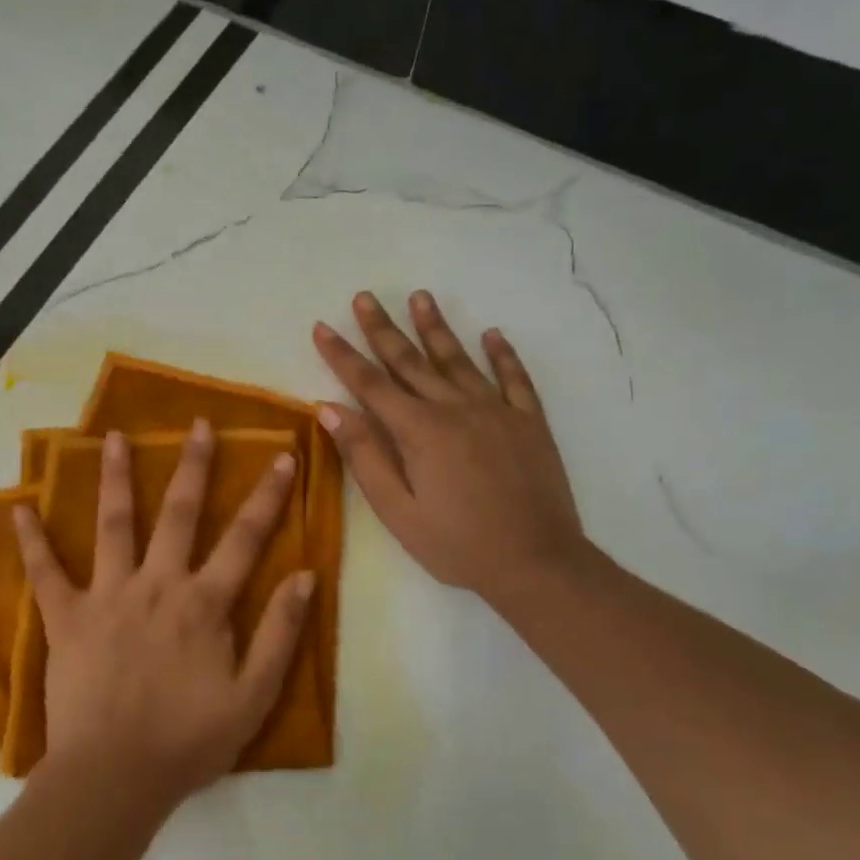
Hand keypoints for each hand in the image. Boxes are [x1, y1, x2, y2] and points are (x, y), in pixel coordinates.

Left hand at [12, 422, 315, 804]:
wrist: (115, 778)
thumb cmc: (188, 740)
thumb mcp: (254, 696)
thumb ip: (280, 633)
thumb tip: (306, 575)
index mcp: (203, 603)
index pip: (245, 538)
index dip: (268, 495)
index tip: (283, 455)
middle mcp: (157, 584)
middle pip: (179, 513)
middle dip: (193, 465)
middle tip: (198, 424)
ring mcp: (108, 595)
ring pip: (114, 524)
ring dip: (116, 478)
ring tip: (114, 437)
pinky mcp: (66, 617)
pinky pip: (45, 573)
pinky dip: (32, 541)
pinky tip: (19, 508)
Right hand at [313, 291, 588, 609]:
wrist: (537, 562)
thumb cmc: (458, 544)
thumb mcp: (398, 511)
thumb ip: (366, 456)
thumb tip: (331, 408)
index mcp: (419, 430)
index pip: (370, 384)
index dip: (343, 355)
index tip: (322, 327)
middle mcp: (456, 408)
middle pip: (412, 361)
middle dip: (383, 329)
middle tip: (365, 297)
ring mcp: (497, 411)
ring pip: (459, 360)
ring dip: (437, 328)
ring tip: (420, 297)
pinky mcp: (530, 422)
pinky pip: (515, 379)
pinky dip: (503, 355)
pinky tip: (492, 335)